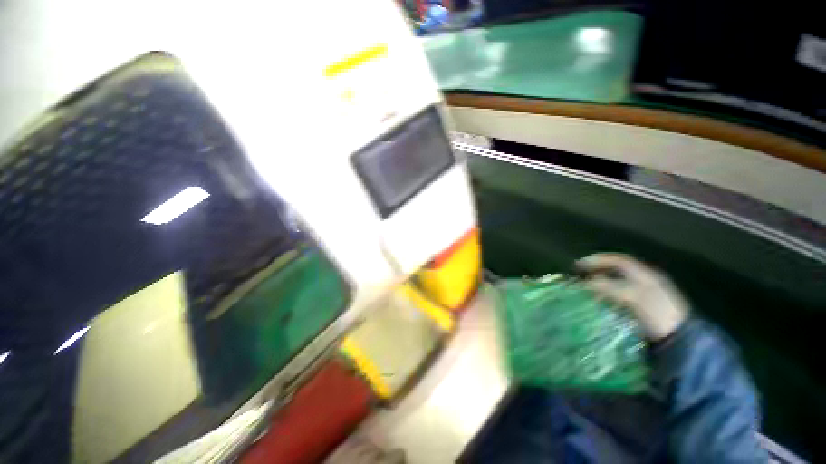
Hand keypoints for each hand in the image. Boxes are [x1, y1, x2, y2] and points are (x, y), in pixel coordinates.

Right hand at [576, 253, 688, 340]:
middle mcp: (644, 280)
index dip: (597, 260)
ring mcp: (645, 294)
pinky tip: (600, 303)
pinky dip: (608, 296)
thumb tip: (585, 284)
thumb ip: (607, 287)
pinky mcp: (643, 308)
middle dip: (597, 272)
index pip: (616, 260)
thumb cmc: (657, 313)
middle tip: (580, 277)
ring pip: (617, 283)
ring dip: (601, 284)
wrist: (680, 339)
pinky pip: (620, 296)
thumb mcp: (631, 297)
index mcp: (644, 274)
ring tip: (587, 291)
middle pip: (616, 271)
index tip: (578, 266)